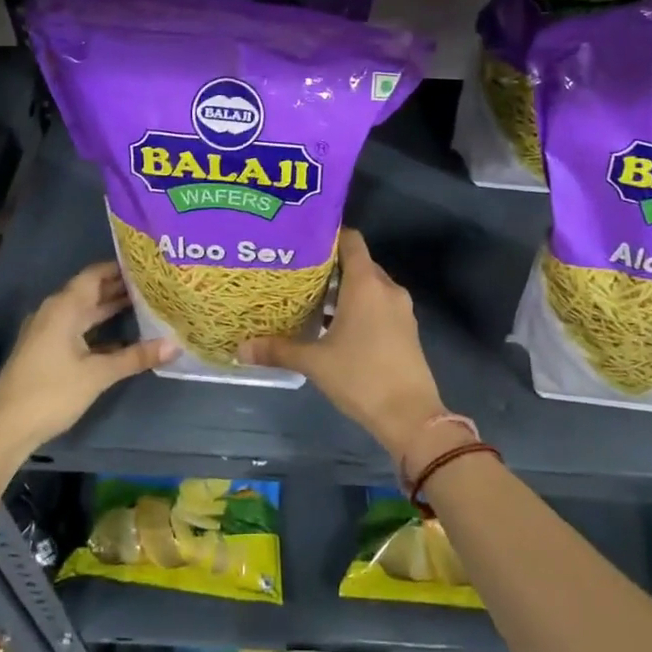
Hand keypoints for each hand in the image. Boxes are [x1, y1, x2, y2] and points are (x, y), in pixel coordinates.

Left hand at [0, 262, 175, 459]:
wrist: (4, 429)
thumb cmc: (51, 392)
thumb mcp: (98, 374)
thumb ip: (136, 357)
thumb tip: (175, 346)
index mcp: (64, 307)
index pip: (95, 274)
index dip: (121, 267)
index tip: (149, 264)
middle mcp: (55, 312)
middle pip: (91, 291)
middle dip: (121, 287)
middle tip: (155, 283)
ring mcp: (48, 332)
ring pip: (85, 312)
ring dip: (111, 308)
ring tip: (146, 304)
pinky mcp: (47, 350)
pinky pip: (78, 328)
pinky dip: (100, 328)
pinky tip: (124, 337)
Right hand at [239, 230, 445, 468]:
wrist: (411, 416)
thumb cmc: (361, 377)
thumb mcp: (315, 362)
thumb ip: (278, 350)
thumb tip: (240, 348)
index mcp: (366, 283)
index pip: (351, 240)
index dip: (328, 235)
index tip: (302, 240)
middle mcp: (387, 288)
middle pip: (358, 263)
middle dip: (330, 265)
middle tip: (297, 271)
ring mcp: (400, 309)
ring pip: (369, 286)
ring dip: (344, 289)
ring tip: (310, 298)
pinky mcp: (406, 329)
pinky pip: (379, 304)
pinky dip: (359, 306)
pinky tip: (334, 325)